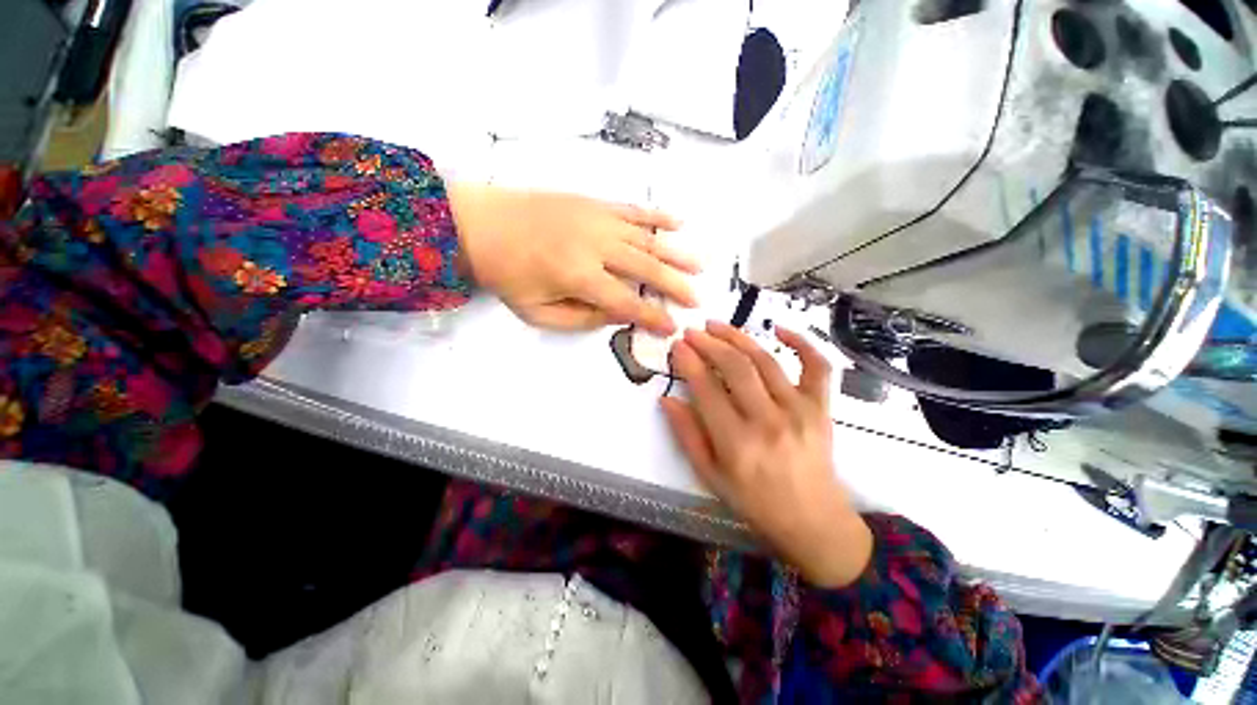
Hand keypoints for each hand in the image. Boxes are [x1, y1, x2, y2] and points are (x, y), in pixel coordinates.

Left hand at [447, 183, 697, 333]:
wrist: (480, 223)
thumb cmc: (506, 274)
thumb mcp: (538, 313)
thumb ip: (582, 318)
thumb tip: (618, 314)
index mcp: (579, 277)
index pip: (627, 302)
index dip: (652, 317)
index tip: (672, 327)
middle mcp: (596, 246)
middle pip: (646, 268)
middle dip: (674, 286)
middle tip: (696, 300)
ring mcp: (598, 219)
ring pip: (647, 238)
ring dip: (675, 253)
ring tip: (699, 266)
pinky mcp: (594, 203)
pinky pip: (633, 210)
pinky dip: (657, 217)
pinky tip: (677, 223)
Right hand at [661, 321, 872, 587]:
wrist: (813, 521)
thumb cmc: (755, 502)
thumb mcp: (710, 476)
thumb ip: (687, 435)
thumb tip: (667, 399)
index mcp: (737, 443)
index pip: (706, 389)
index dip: (689, 363)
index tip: (677, 346)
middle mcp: (768, 421)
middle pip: (735, 368)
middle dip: (709, 343)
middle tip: (693, 332)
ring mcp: (800, 411)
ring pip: (765, 361)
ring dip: (738, 337)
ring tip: (717, 325)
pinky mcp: (821, 408)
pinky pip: (817, 367)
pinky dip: (802, 342)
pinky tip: (780, 329)